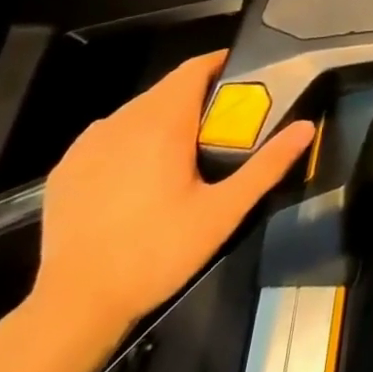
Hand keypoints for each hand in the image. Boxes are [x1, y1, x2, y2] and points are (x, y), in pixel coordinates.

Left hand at [33, 51, 313, 341]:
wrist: (74, 307)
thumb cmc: (157, 253)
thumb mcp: (223, 213)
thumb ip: (267, 165)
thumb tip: (306, 127)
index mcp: (162, 123)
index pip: (194, 69)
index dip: (220, 64)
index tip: (245, 78)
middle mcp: (122, 121)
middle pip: (168, 89)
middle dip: (197, 97)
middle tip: (224, 125)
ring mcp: (89, 143)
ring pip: (137, 112)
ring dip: (164, 118)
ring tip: (184, 152)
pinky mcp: (66, 168)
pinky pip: (109, 135)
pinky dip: (130, 140)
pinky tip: (138, 175)